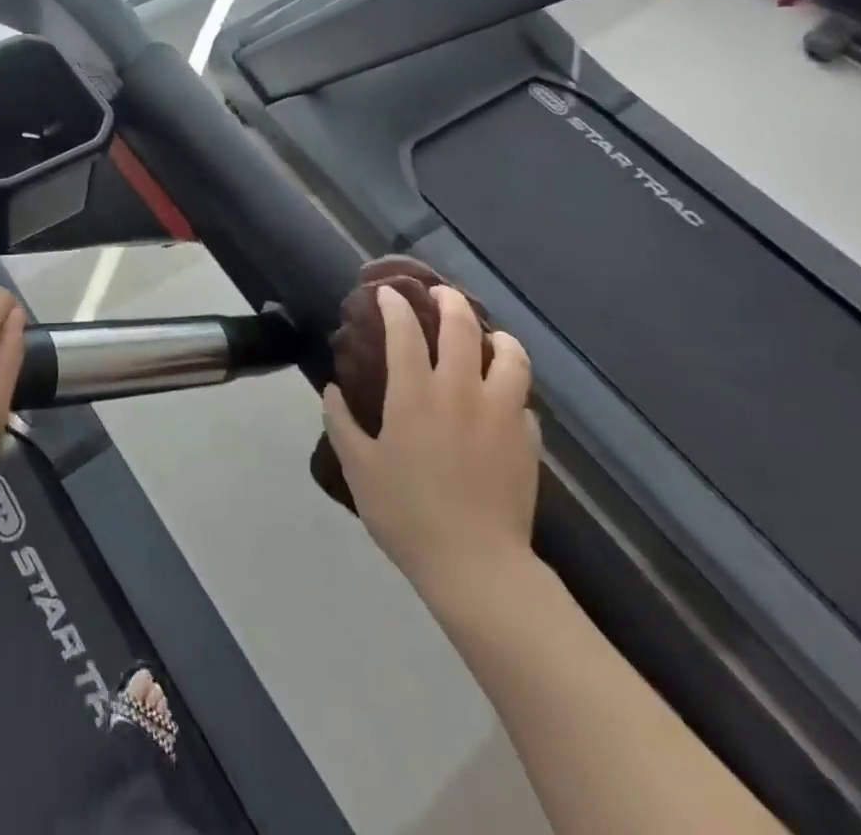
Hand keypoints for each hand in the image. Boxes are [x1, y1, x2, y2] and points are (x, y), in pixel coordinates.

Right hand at [323, 285, 539, 612]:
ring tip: (488, 336)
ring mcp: (499, 414)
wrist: (476, 566)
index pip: (405, 332)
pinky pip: (523, 400)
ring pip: (510, 356)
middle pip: (461, 328)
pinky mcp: (527, 441)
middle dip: (450, 301)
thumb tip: (333, 391)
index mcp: (415, 395)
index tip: (388, 293)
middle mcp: (460, 392)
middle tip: (441, 293)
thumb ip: (341, 423)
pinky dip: (511, 388)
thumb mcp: (359, 469)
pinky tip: (502, 398)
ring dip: (498, 336)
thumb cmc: (407, 514)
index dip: (395, 306)